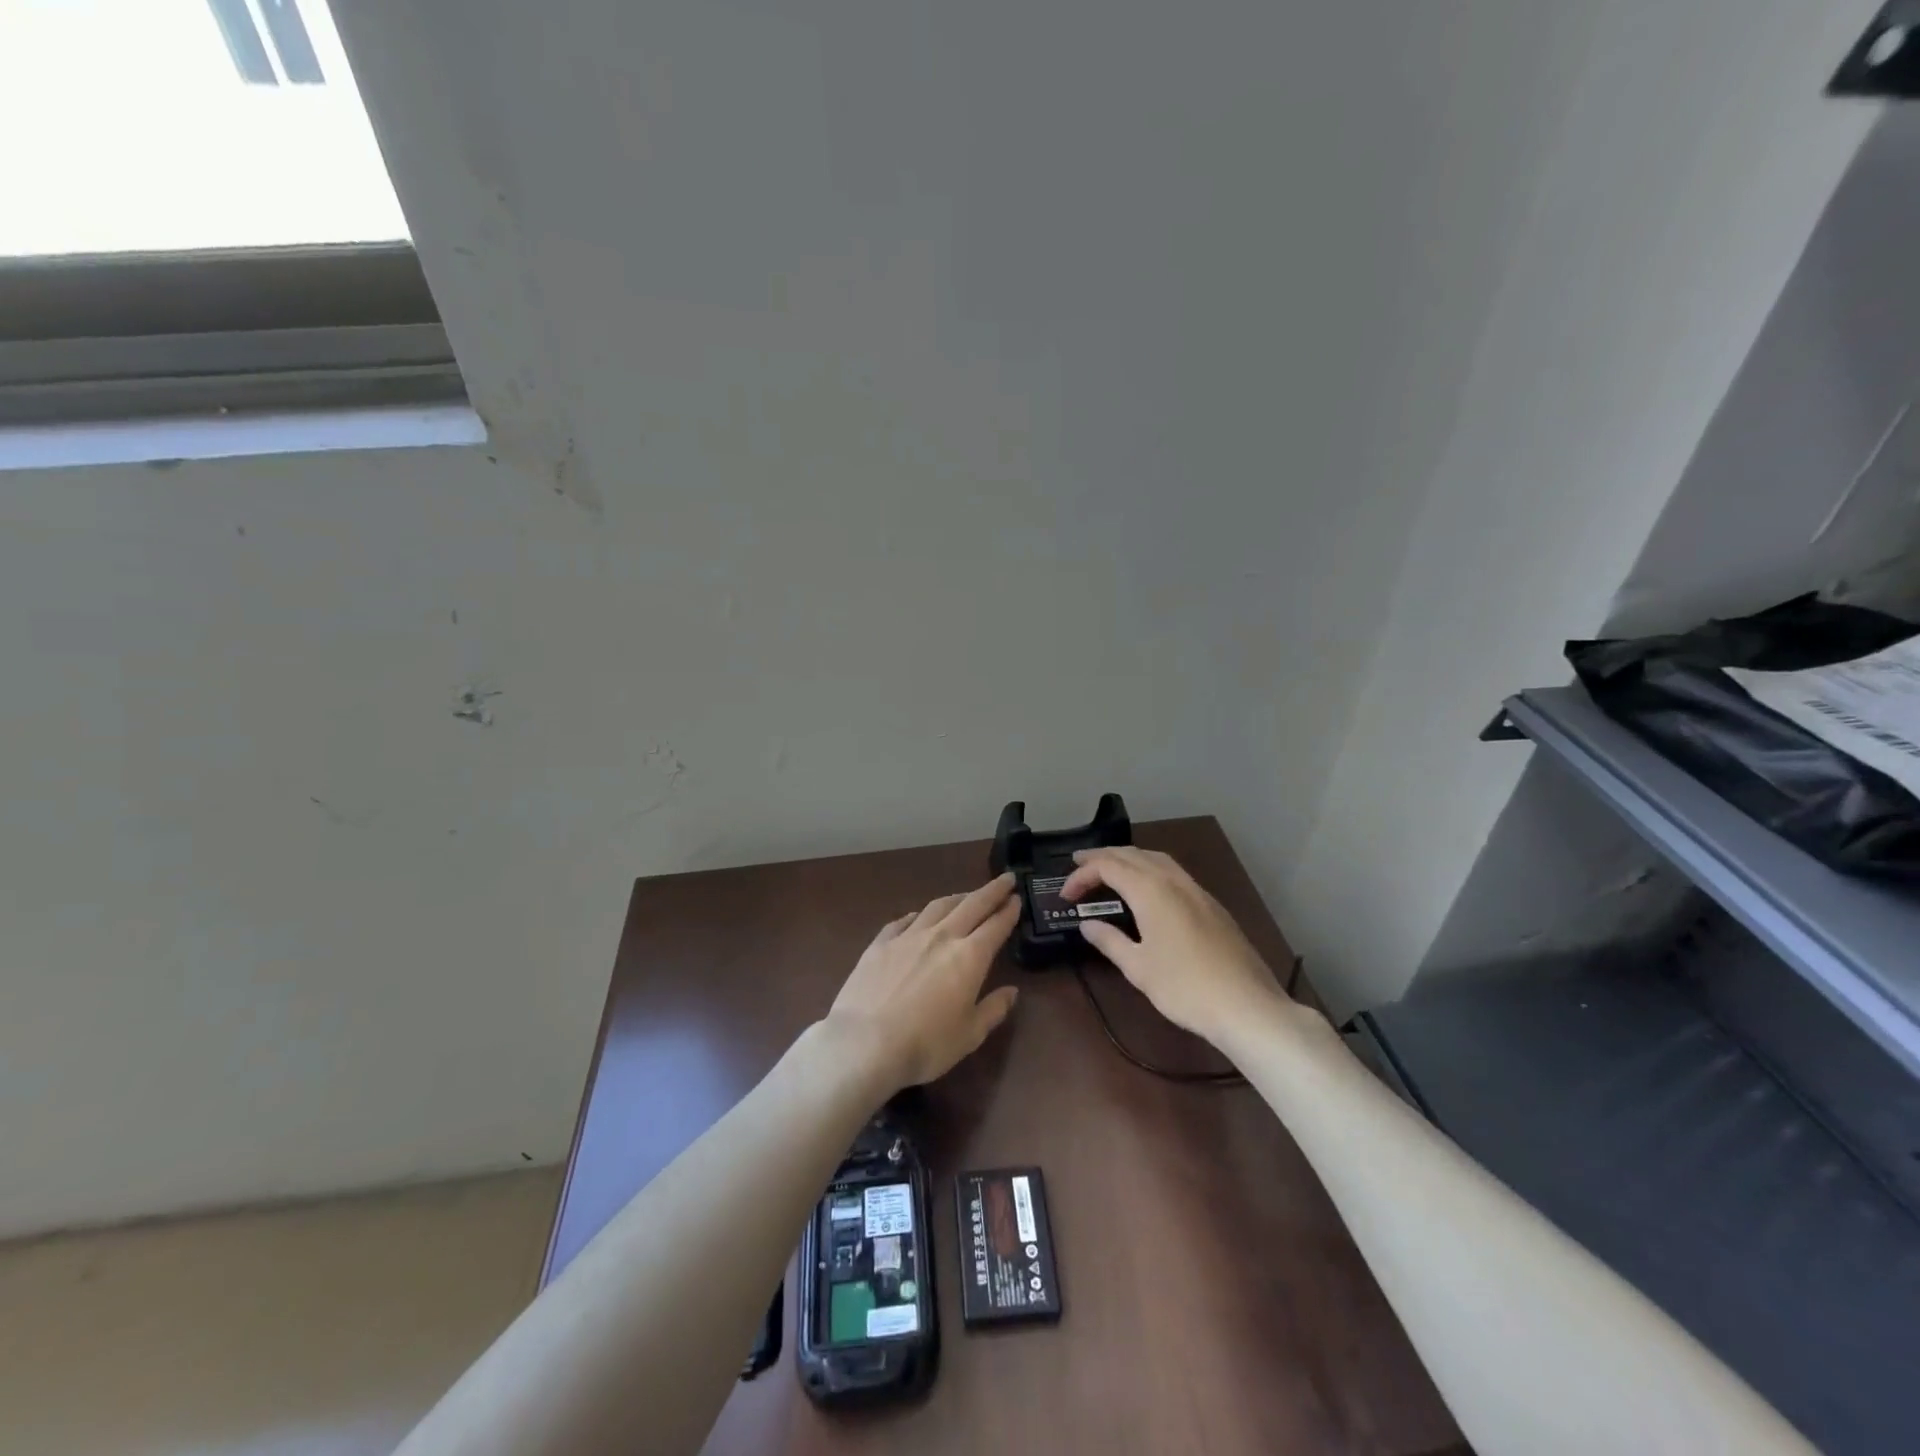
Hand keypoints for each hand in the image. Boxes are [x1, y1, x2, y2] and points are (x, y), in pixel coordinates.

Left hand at [824, 874, 1021, 1093]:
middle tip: (1005, 879)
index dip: (1009, 910)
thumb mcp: (970, 1035)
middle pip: (971, 905)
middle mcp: (941, 937)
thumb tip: (1011, 992)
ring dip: (957, 897)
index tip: (1017, 897)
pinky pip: (904, 920)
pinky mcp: (880, 943)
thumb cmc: (925, 1045)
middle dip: (991, 890)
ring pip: (938, 906)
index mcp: (969, 957)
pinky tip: (919, 916)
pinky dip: (918, 914)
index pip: (996, 925)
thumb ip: (993, 1010)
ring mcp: (908, 936)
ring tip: (966, 895)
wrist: (864, 1043)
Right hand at [1061, 847, 1284, 1045]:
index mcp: (1151, 890)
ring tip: (1110, 870)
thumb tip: (1088, 924)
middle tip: (1079, 866)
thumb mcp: (1138, 968)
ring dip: (1128, 858)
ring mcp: (1197, 890)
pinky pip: (1174, 872)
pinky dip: (1150, 869)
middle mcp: (1174, 880)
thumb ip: (1109, 941)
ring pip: (1156, 859)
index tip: (1065, 895)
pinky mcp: (1212, 905)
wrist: (1247, 1006)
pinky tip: (1147, 889)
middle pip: (1132, 854)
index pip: (1108, 867)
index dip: (1082, 876)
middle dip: (1103, 857)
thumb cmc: (1185, 987)